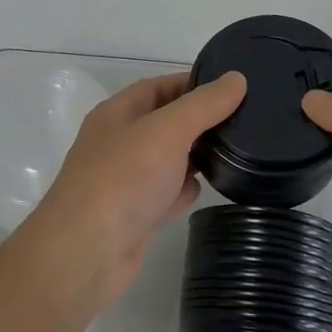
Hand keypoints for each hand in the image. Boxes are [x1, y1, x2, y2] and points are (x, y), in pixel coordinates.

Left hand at [21, 70, 246, 315]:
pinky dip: (184, 191)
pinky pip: (166, 193)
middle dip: (200, 121)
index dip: (194, 83)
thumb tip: (237, 78)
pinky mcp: (135, 215)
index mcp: (118, 113)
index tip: (233, 87)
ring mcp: (126, 181)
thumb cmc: (124, 179)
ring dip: (195, 156)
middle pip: (165, 122)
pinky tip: (207, 190)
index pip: (159, 86)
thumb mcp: (167, 130)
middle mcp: (119, 142)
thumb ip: (204, 105)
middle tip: (245, 120)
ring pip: (168, 159)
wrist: (86, 253)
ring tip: (238, 151)